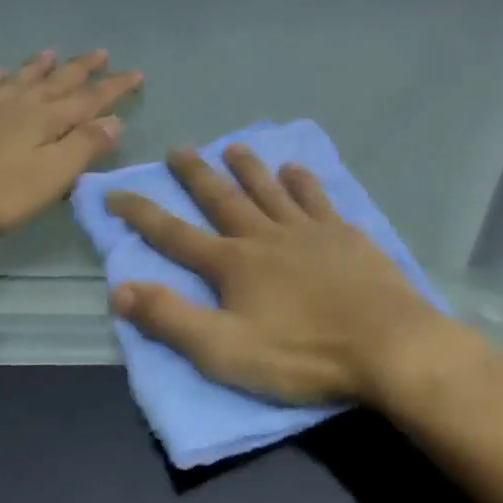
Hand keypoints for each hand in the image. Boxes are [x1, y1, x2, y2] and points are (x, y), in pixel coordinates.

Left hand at [0, 50, 141, 239]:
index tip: (135, 73)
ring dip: (38, 67)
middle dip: (81, 69)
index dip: (113, 88)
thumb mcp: (50, 177)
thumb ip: (83, 148)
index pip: (88, 100)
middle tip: (100, 53)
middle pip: (55, 83)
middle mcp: (16, 106)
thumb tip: (113, 120)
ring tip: (52, 53)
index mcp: (44, 121)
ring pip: (18, 80)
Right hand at [104, 143, 452, 403]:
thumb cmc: (302, 354)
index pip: (174, 235)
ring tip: (233, 147)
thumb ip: (171, 320)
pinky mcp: (346, 237)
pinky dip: (302, 183)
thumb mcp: (225, 350)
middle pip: (223, 199)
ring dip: (248, 168)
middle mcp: (266, 237)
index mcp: (233, 264)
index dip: (141, 214)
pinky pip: (317, 199)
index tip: (115, 192)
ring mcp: (309, 232)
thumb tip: (119, 290)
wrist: (387, 345)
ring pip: (270, 190)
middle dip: (196, 175)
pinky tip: (296, 170)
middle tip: (179, 149)